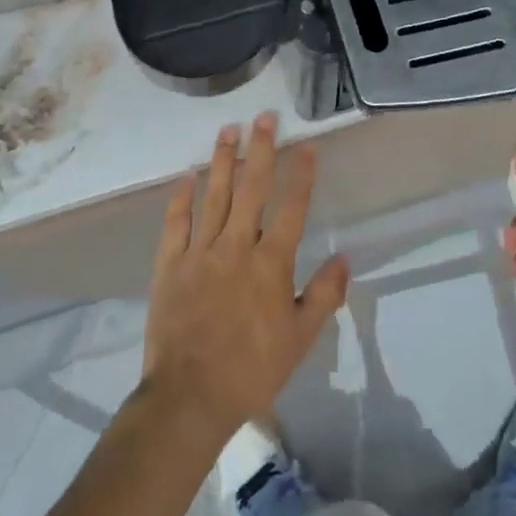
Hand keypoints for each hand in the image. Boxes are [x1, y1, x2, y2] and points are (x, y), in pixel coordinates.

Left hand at [140, 113, 349, 445]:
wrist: (189, 398)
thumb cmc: (251, 370)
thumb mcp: (300, 340)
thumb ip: (324, 295)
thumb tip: (344, 258)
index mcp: (271, 262)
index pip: (292, 208)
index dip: (301, 174)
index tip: (307, 145)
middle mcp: (237, 246)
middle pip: (252, 188)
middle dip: (261, 149)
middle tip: (264, 117)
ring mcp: (200, 251)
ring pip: (214, 195)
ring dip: (223, 160)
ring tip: (229, 129)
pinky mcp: (170, 264)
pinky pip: (176, 223)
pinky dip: (181, 198)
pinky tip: (186, 176)